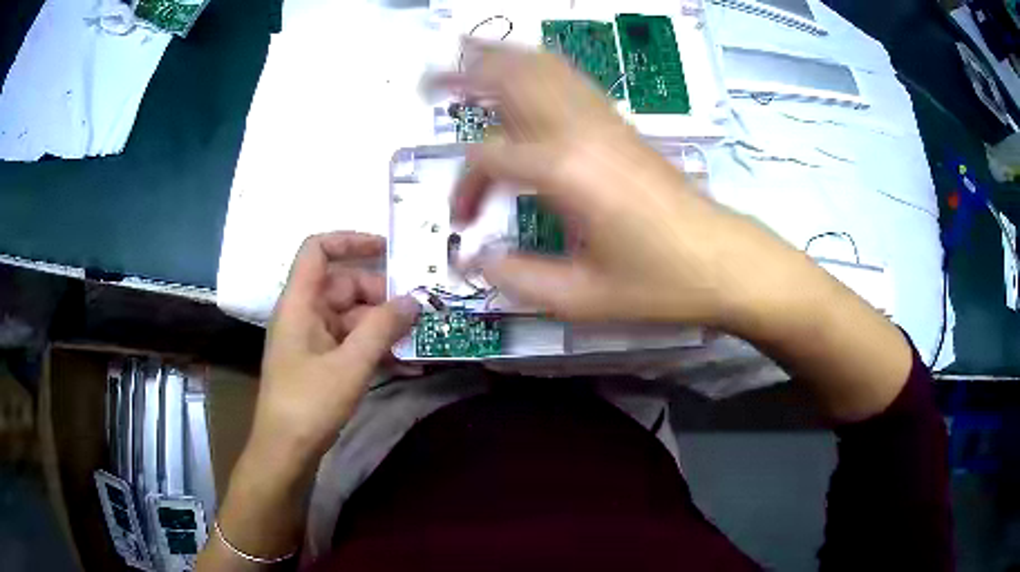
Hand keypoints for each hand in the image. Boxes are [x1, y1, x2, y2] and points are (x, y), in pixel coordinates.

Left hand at [248, 232, 418, 466]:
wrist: (286, 452)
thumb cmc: (309, 403)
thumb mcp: (350, 364)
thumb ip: (382, 328)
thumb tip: (414, 300)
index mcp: (299, 303)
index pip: (317, 250)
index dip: (350, 241)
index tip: (388, 249)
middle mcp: (304, 314)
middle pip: (343, 285)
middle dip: (380, 296)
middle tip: (417, 313)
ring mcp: (312, 340)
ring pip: (351, 317)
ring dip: (383, 326)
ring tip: (418, 340)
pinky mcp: (320, 363)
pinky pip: (350, 343)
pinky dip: (375, 348)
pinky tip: (405, 364)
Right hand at [445, 43, 804, 329]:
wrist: (724, 260)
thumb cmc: (660, 284)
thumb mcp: (582, 298)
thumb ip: (518, 279)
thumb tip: (475, 261)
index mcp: (566, 172)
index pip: (489, 157)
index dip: (464, 188)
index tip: (465, 222)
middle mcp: (581, 132)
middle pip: (513, 80)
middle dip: (465, 74)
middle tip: (428, 78)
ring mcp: (606, 122)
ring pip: (544, 68)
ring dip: (501, 57)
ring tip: (467, 53)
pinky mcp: (622, 125)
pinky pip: (573, 80)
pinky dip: (541, 66)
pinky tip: (527, 69)